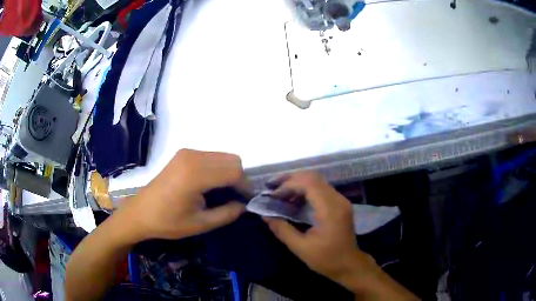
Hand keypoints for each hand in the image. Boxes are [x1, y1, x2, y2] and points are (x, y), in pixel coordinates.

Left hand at [120, 149, 249, 240]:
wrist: (140, 212)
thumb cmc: (167, 222)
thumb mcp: (200, 224)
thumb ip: (227, 213)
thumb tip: (245, 205)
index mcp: (195, 174)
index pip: (235, 171)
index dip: (245, 186)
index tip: (246, 201)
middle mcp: (193, 156)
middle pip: (232, 160)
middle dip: (239, 178)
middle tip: (235, 198)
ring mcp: (187, 152)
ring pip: (223, 156)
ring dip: (229, 173)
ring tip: (223, 193)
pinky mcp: (183, 154)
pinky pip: (211, 156)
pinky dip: (218, 168)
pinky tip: (210, 185)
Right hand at [263, 172, 372, 281]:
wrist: (349, 265)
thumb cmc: (326, 259)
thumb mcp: (301, 248)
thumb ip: (282, 230)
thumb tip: (265, 216)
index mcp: (330, 209)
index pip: (308, 184)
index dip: (288, 185)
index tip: (272, 195)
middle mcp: (338, 199)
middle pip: (313, 177)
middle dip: (291, 179)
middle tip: (272, 186)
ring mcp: (341, 200)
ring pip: (317, 181)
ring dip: (298, 183)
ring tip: (280, 192)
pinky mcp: (340, 204)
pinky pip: (321, 189)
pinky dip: (305, 190)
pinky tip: (294, 199)